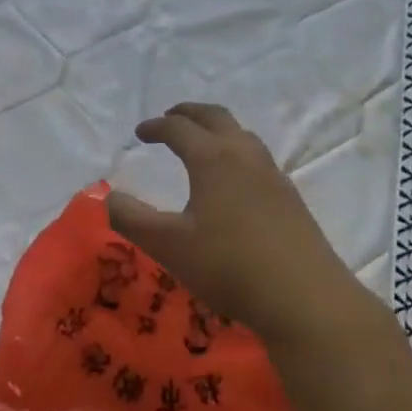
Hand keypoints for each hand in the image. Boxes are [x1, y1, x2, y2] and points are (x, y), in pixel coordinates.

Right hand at [107, 103, 360, 340]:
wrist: (303, 296)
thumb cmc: (228, 265)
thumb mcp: (167, 245)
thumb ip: (130, 218)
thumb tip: (108, 197)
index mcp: (213, 158)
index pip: (179, 128)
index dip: (156, 126)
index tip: (139, 134)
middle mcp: (245, 156)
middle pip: (216, 117)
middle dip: (189, 113)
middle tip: (169, 119)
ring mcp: (273, 175)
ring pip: (242, 135)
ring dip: (216, 130)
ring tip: (200, 145)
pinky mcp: (290, 198)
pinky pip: (257, 158)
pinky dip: (235, 153)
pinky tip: (233, 182)